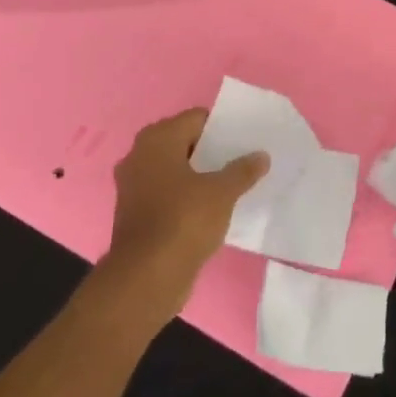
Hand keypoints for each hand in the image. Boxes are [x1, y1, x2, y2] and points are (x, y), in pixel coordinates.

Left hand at [104, 109, 267, 320]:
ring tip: (232, 183)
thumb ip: (243, 170)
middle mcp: (139, 156)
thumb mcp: (222, 193)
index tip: (246, 139)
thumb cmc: (184, 221)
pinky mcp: (136, 213)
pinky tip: (212, 209)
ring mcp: (134, 186)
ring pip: (175, 170)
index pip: (196, 119)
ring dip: (199, 175)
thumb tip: (261, 156)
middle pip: (184, 143)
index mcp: (157, 140)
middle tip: (243, 160)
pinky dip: (187, 197)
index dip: (222, 128)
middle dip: (212, 151)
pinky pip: (167, 194)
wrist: (146, 277)